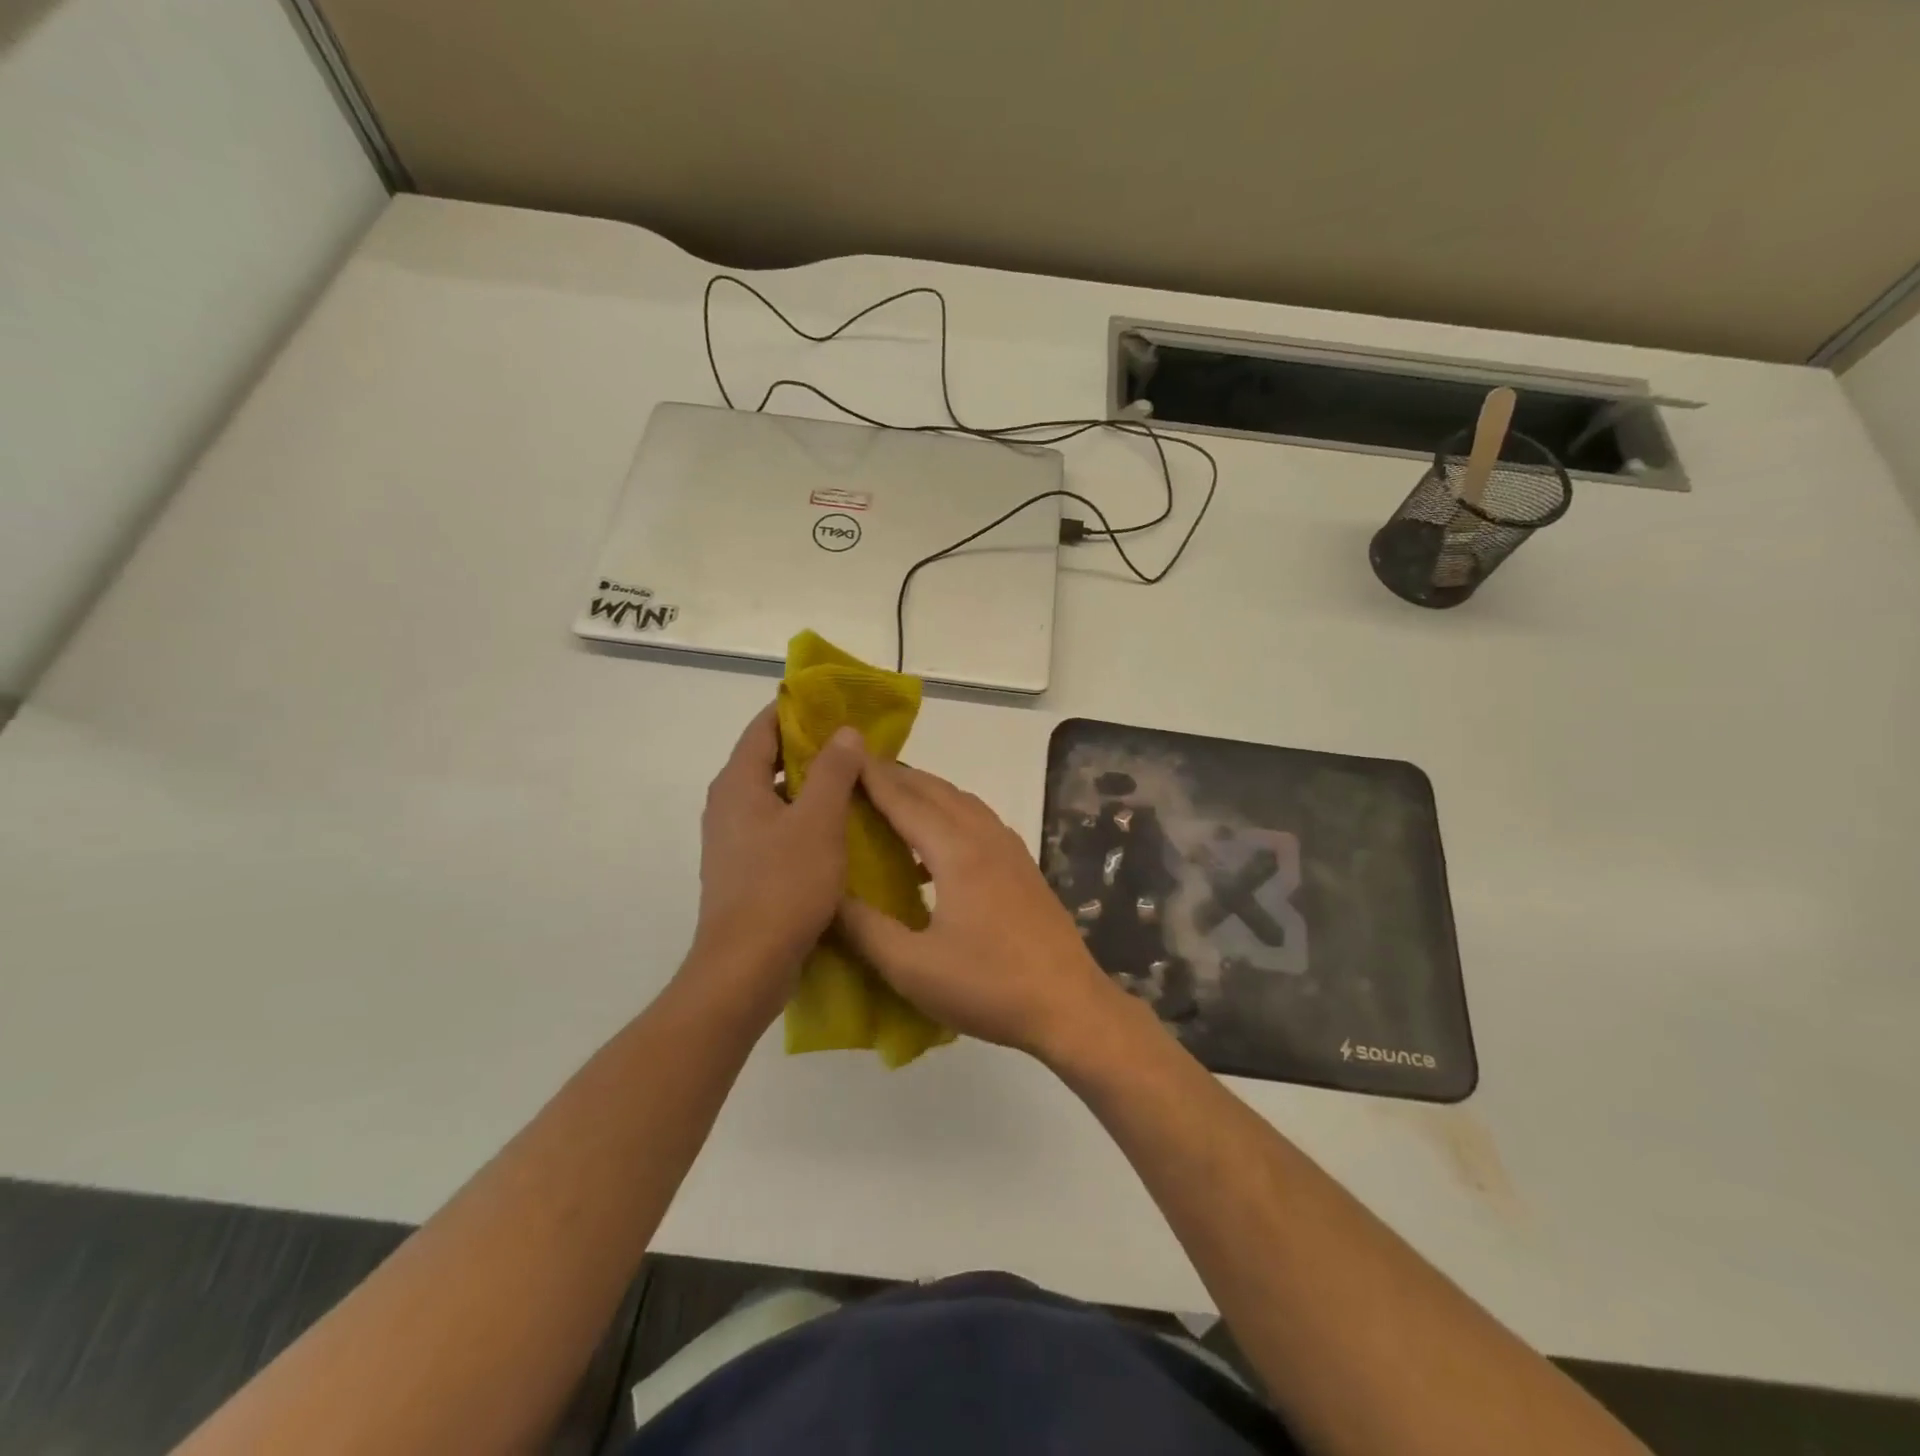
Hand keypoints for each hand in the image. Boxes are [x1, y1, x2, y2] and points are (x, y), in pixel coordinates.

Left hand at [690, 703, 865, 1016]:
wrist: (746, 967)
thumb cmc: (783, 886)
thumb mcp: (819, 821)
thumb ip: (834, 771)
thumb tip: (844, 731)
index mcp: (738, 784)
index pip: (764, 727)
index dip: (797, 710)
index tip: (835, 704)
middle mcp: (728, 805)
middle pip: (769, 760)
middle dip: (812, 749)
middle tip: (857, 746)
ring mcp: (733, 841)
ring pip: (776, 798)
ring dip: (812, 788)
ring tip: (856, 784)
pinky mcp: (744, 871)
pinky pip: (777, 829)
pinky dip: (805, 820)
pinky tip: (839, 832)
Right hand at [836, 758, 1128, 1060]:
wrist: (1069, 1005)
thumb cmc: (988, 986)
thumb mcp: (912, 967)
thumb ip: (864, 929)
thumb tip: (826, 896)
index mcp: (957, 852)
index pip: (906, 801)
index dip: (872, 779)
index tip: (844, 758)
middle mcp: (985, 838)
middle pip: (936, 791)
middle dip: (898, 777)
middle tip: (860, 772)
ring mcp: (1010, 850)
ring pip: (962, 803)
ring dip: (927, 792)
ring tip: (894, 797)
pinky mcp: (1023, 867)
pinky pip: (979, 822)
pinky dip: (951, 814)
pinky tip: (935, 846)